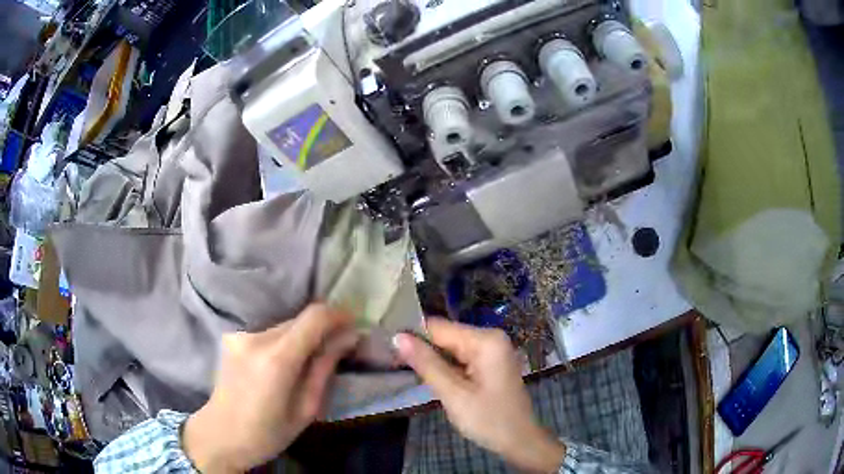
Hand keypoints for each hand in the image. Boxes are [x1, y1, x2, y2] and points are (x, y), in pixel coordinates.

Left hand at [183, 303, 359, 472]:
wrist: (221, 434)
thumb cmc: (268, 433)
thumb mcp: (306, 409)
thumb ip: (325, 368)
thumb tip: (348, 337)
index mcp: (276, 359)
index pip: (314, 317)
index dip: (338, 315)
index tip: (353, 325)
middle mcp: (255, 338)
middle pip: (299, 320)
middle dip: (322, 330)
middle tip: (337, 349)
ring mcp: (240, 335)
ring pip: (284, 325)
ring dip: (302, 337)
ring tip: (308, 362)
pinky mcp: (233, 337)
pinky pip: (268, 332)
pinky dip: (284, 342)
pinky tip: (283, 365)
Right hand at [395, 319, 565, 472]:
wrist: (520, 440)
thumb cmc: (488, 419)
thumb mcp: (454, 394)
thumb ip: (426, 364)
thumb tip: (398, 337)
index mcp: (485, 340)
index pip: (439, 327)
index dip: (412, 336)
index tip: (388, 350)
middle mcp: (490, 338)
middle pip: (446, 336)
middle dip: (422, 350)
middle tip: (395, 365)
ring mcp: (492, 350)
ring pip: (451, 348)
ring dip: (432, 360)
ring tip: (407, 372)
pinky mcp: (490, 363)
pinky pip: (461, 358)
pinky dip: (445, 367)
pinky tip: (431, 378)